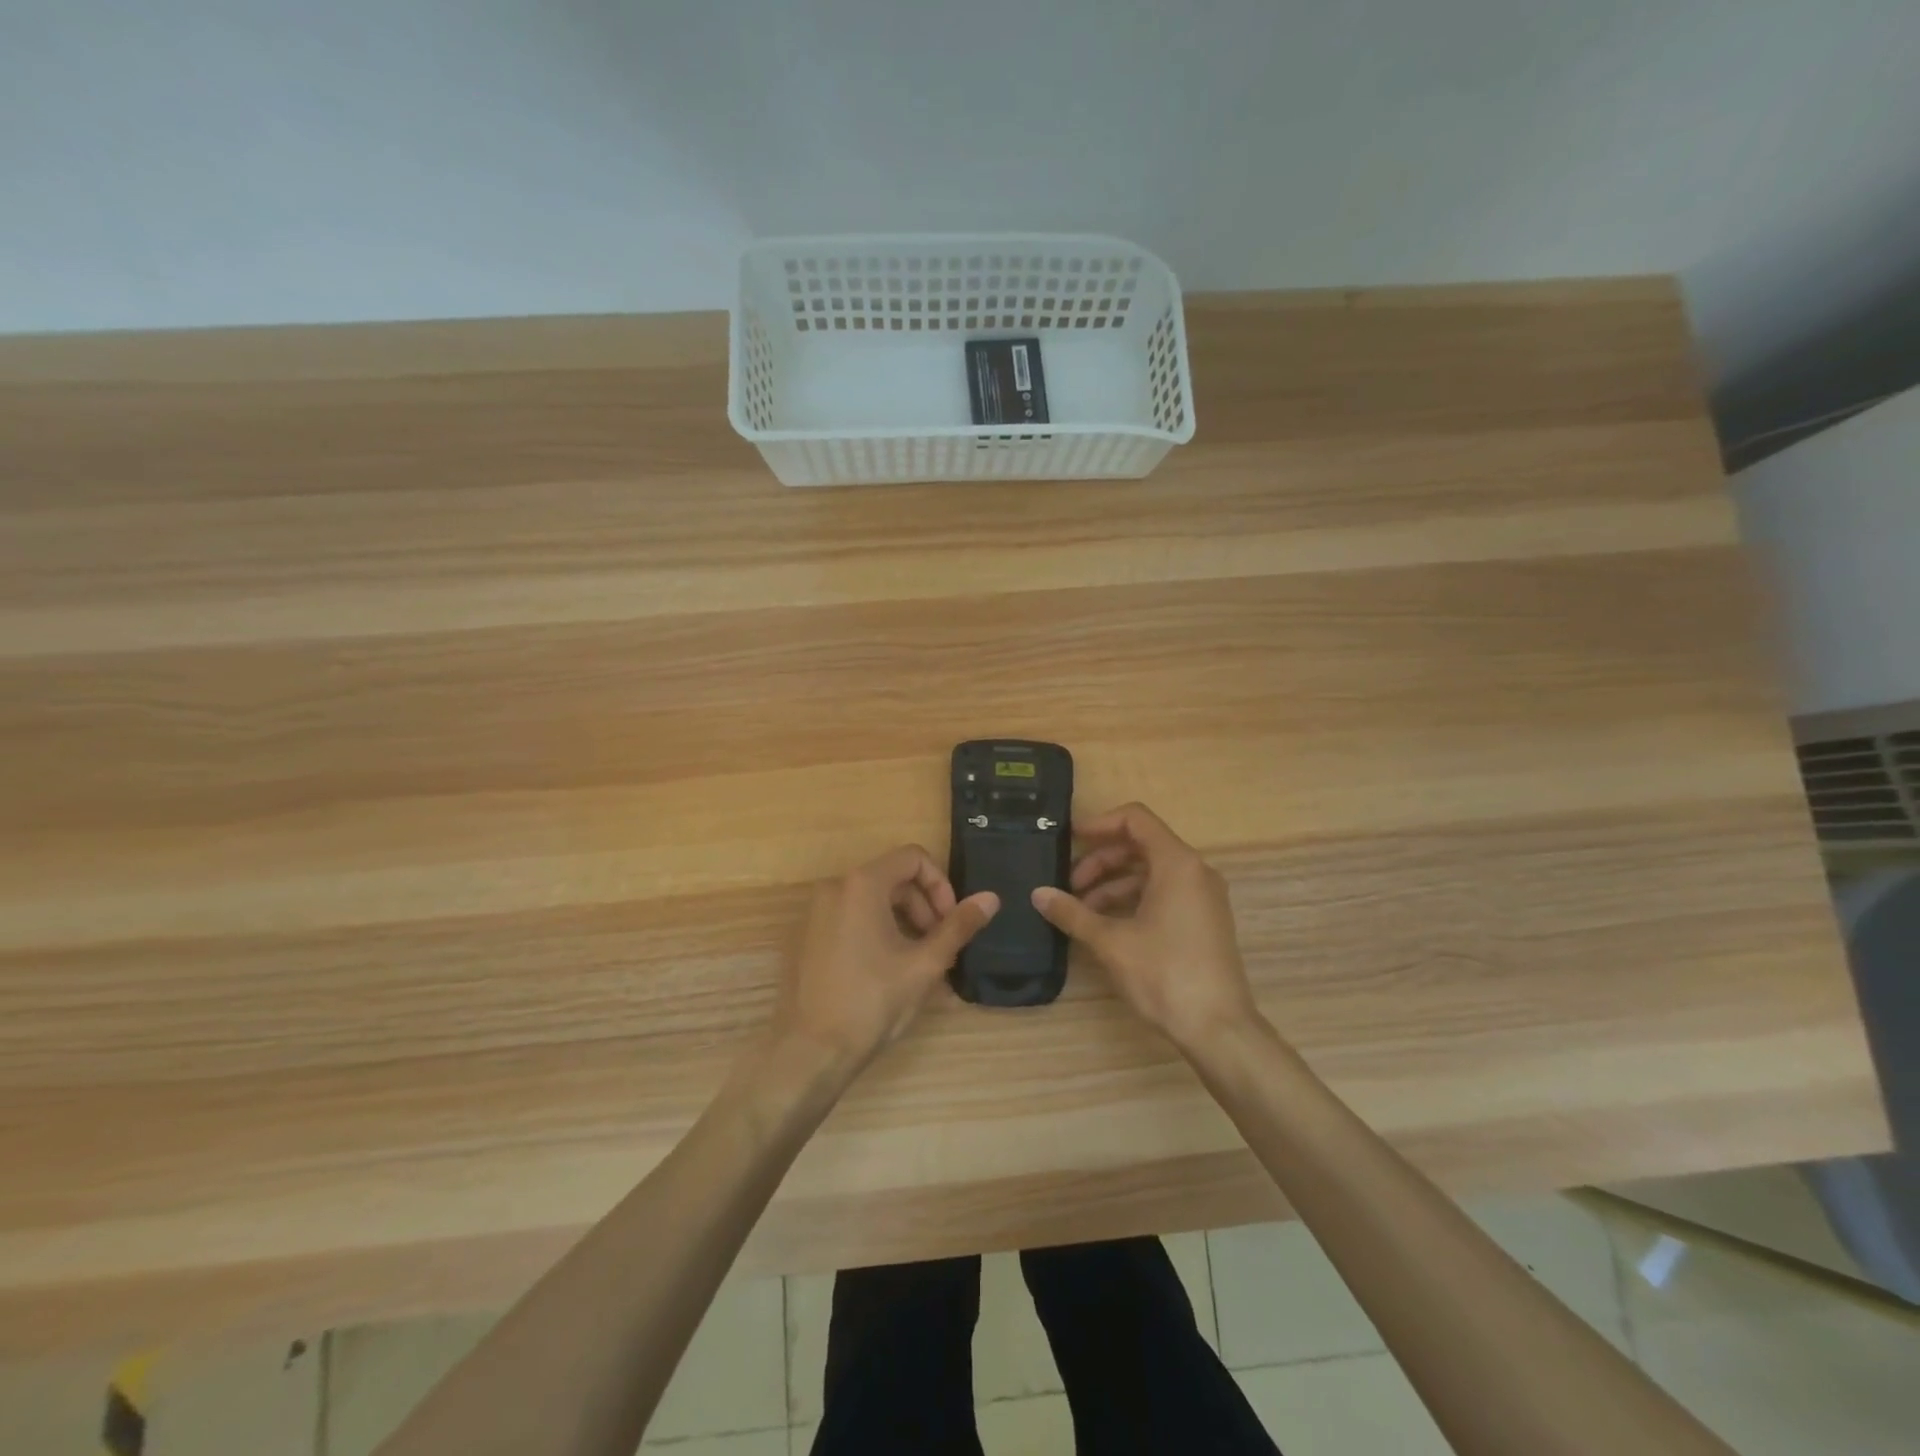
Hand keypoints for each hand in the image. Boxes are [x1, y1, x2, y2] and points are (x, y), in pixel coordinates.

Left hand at [774, 846, 998, 1070]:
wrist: (810, 1051)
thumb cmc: (872, 1002)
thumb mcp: (925, 964)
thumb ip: (959, 926)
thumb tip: (991, 898)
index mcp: (861, 885)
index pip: (912, 858)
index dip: (940, 884)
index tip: (951, 921)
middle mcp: (833, 887)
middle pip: (893, 878)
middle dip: (924, 906)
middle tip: (940, 947)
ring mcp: (815, 912)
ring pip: (872, 899)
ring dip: (903, 921)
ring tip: (919, 963)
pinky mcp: (807, 935)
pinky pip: (850, 917)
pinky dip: (877, 931)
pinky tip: (889, 970)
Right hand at [1032, 803, 1258, 1053]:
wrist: (1218, 1029)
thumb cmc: (1164, 975)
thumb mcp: (1110, 942)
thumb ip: (1072, 912)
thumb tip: (1038, 894)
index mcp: (1177, 863)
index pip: (1136, 819)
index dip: (1099, 823)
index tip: (1069, 840)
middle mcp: (1195, 871)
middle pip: (1141, 845)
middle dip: (1101, 860)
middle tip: (1070, 886)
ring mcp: (1203, 897)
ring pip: (1151, 872)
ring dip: (1113, 883)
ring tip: (1081, 911)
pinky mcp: (1204, 920)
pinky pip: (1164, 893)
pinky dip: (1133, 899)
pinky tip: (1106, 925)